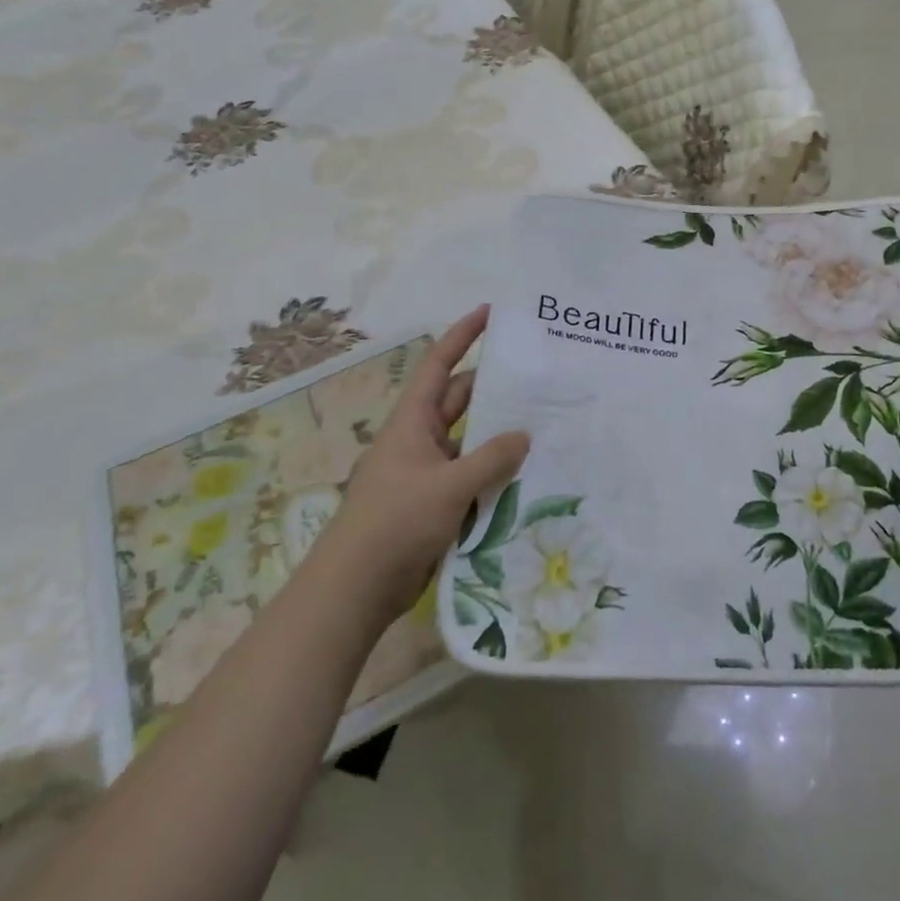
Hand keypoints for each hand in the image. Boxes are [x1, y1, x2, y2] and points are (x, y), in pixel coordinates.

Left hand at [334, 306, 528, 608]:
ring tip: (542, 422)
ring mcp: (427, 472)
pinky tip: (526, 473)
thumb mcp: (449, 485)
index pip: (439, 364)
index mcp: (412, 422)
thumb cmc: (396, 522)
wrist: (357, 588)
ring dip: (497, 433)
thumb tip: (523, 435)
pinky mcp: (435, 503)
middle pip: (459, 400)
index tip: (490, 312)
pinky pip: (470, 475)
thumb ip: (491, 458)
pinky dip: (494, 471)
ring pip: (469, 441)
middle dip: (493, 386)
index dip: (462, 335)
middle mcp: (419, 439)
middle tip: (536, 375)